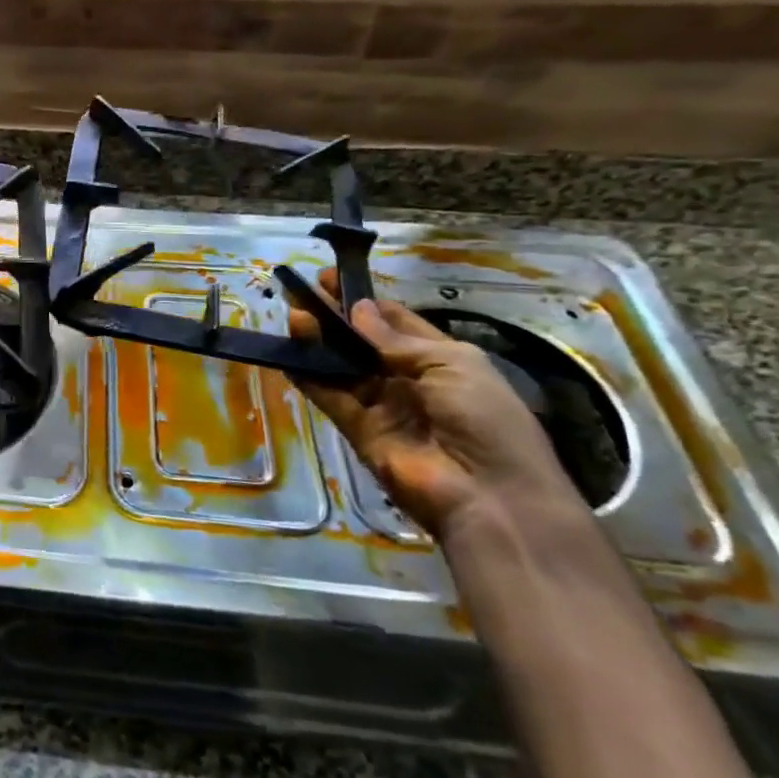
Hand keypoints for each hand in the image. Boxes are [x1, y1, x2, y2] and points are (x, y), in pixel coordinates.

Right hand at [288, 269, 588, 542]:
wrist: (490, 498)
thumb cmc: (486, 420)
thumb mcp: (452, 365)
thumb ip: (395, 340)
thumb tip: (357, 309)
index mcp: (442, 360)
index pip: (396, 323)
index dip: (365, 301)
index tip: (331, 280)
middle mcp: (409, 380)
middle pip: (362, 343)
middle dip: (335, 318)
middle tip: (302, 292)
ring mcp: (382, 406)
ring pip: (342, 367)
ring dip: (318, 343)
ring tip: (293, 317)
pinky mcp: (359, 430)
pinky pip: (330, 397)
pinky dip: (309, 378)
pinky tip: (288, 355)